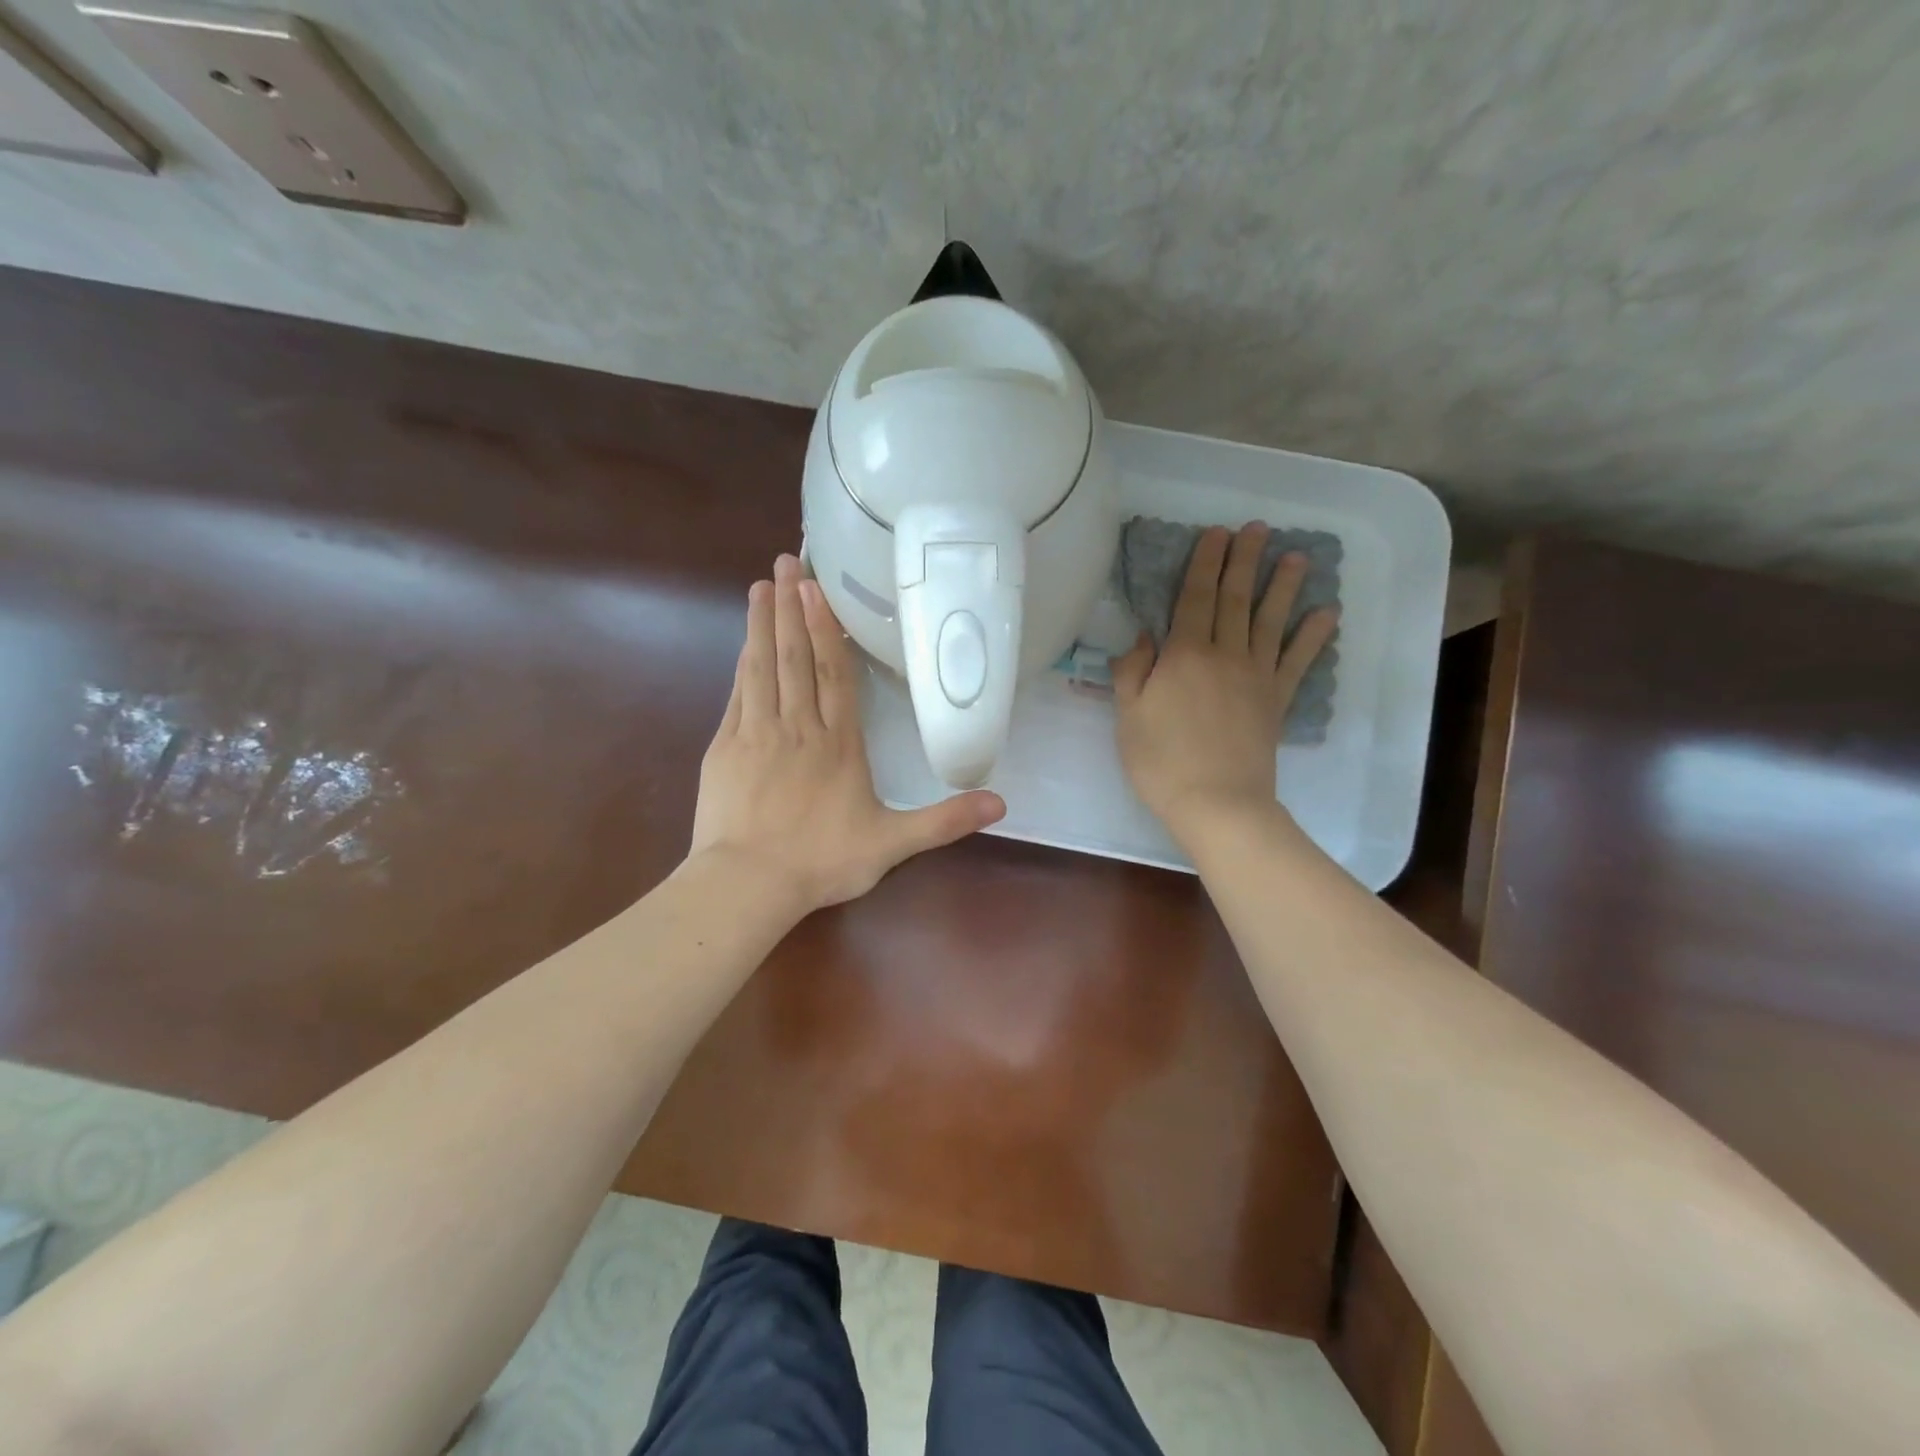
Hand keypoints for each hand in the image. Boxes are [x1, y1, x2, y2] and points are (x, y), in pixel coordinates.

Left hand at [690, 554, 1005, 912]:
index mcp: (839, 743)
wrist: (749, 883)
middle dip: (793, 607)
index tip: (818, 589)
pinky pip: (738, 694)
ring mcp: (757, 733)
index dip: (828, 630)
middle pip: (796, 657)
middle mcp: (798, 727)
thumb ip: (944, 821)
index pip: (834, 674)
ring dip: (764, 624)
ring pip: (764, 667)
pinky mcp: (726, 747)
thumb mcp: (893, 844)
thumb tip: (1001, 803)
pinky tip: (745, 643)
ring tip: (764, 585)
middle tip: (787, 563)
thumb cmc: (822, 861)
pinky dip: (743, 663)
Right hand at [1112, 524, 1339, 845]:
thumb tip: (1144, 636)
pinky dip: (1313, 636)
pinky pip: (1298, 661)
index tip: (1217, 533)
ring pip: (1270, 621)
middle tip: (1256, 528)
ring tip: (1296, 556)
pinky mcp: (1277, 700)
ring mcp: (1256, 676)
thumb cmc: (1161, 761)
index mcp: (1183, 655)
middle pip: (1234, 599)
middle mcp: (1224, 654)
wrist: (1217, 803)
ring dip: (1283, 586)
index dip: (1205, 563)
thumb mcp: (1128, 716)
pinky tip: (1327, 613)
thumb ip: (1133, 671)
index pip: (1194, 598)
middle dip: (1243, 561)